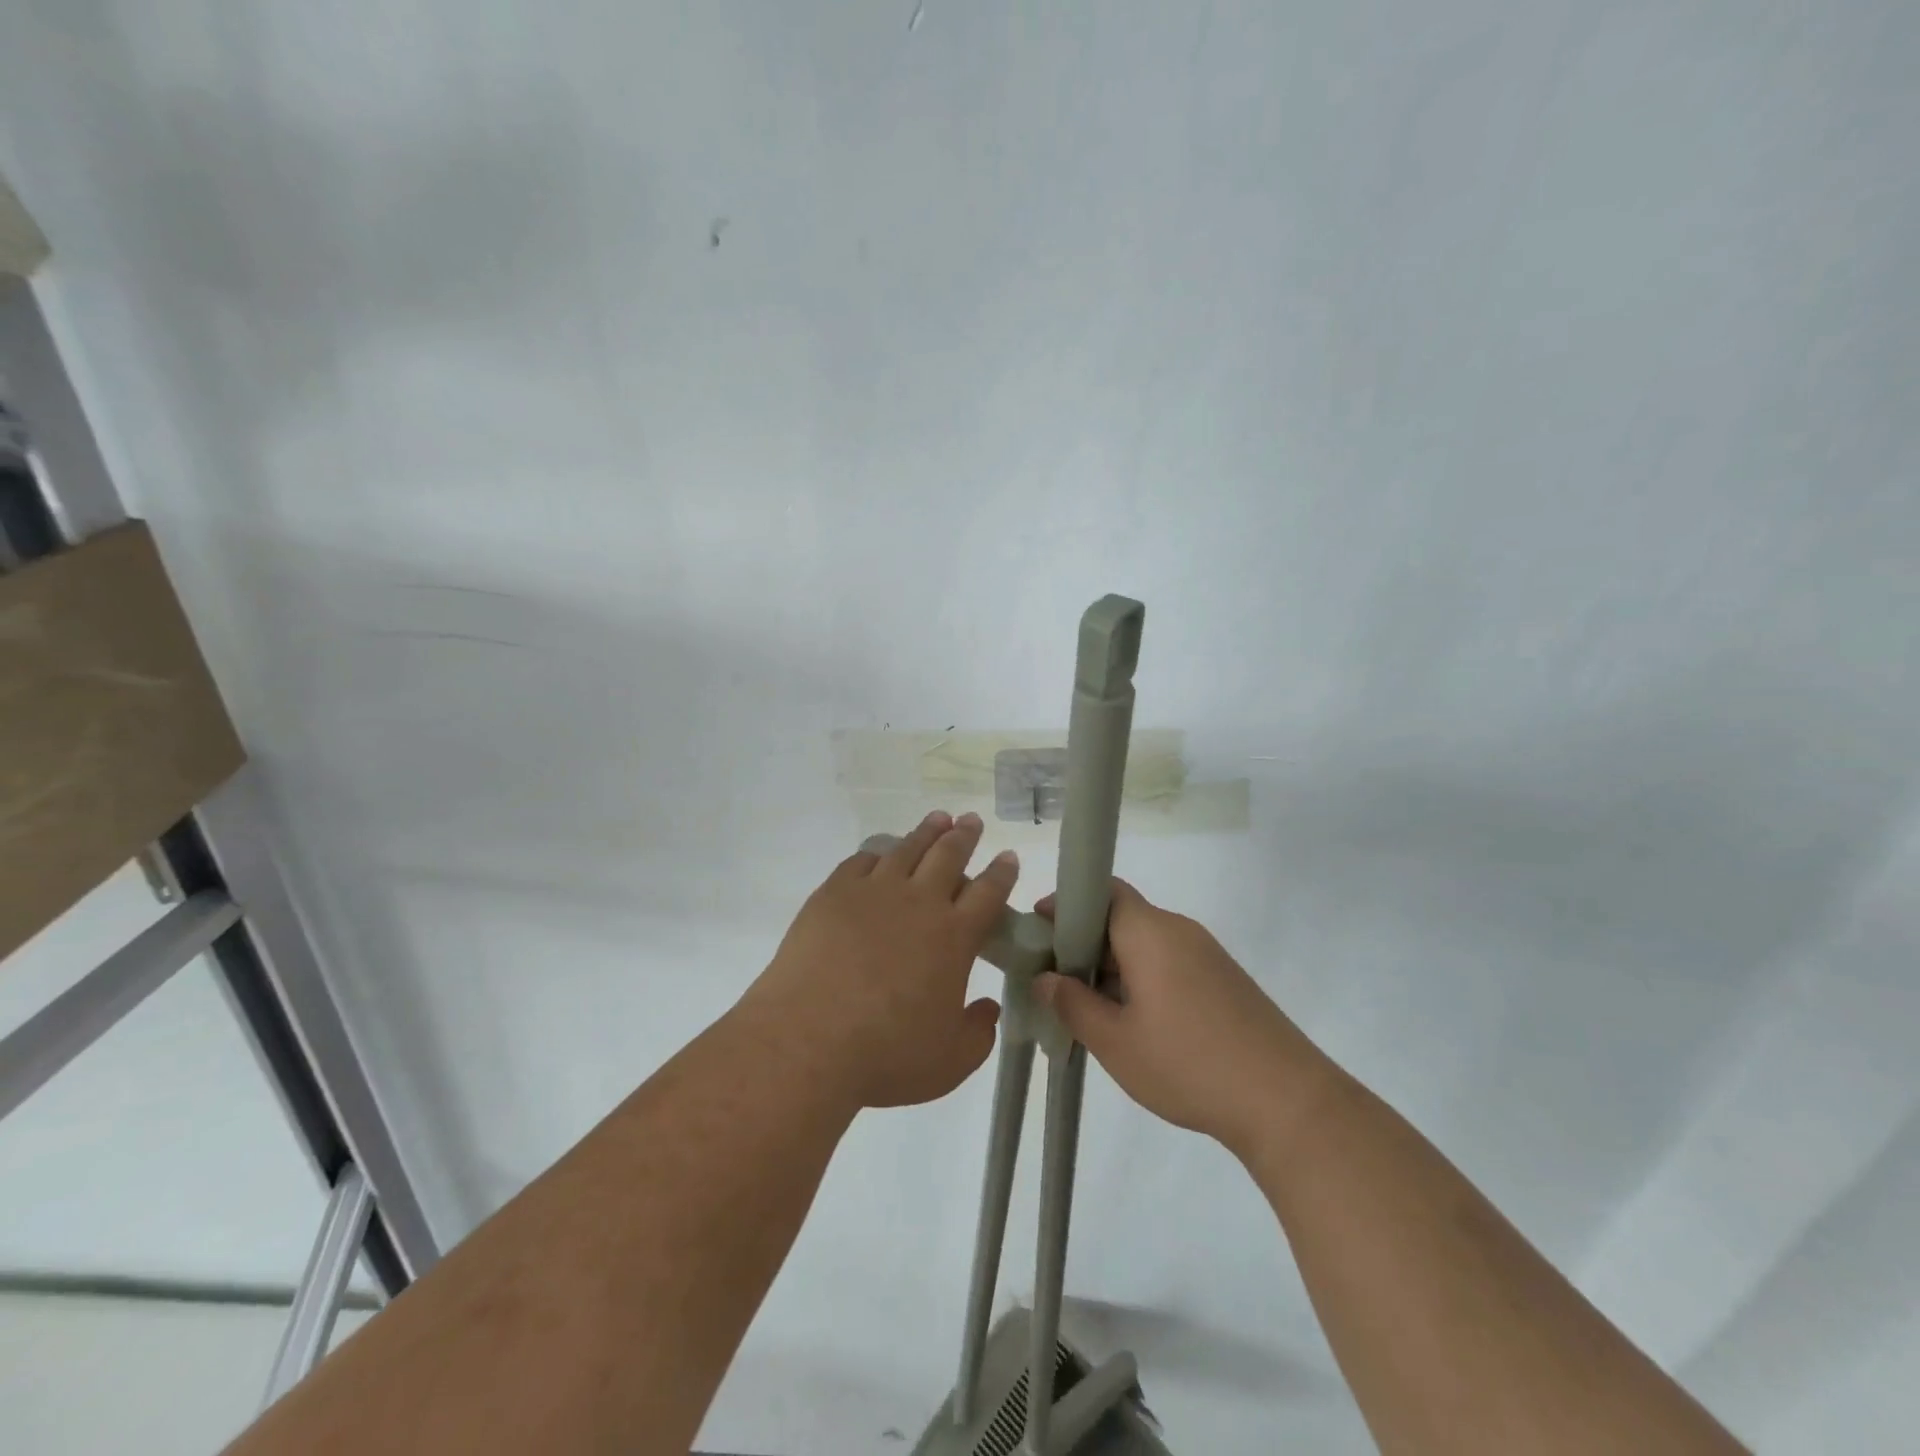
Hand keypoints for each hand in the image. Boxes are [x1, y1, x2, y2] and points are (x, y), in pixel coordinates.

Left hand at [745, 810, 1017, 1110]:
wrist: (808, 1039)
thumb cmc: (885, 1054)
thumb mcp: (950, 1061)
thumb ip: (979, 1033)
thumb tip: (990, 1008)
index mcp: (954, 937)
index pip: (988, 893)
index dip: (1002, 872)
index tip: (1008, 856)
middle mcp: (919, 903)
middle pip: (949, 856)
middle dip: (965, 836)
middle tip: (972, 820)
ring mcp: (874, 892)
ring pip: (907, 849)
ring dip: (926, 832)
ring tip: (938, 818)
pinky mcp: (834, 894)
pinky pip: (862, 861)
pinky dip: (877, 853)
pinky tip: (880, 853)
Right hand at [1033, 880, 1334, 1158]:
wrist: (1287, 1102)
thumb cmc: (1189, 1063)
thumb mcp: (1116, 1042)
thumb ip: (1073, 1005)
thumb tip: (1045, 978)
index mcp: (1150, 932)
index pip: (1102, 890)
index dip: (1067, 905)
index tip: (1039, 933)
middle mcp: (1179, 930)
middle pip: (1121, 916)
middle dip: (1083, 941)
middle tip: (1057, 980)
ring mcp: (1206, 954)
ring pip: (1145, 943)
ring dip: (1113, 964)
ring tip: (1090, 1008)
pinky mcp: (1224, 980)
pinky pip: (1169, 962)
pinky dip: (1141, 978)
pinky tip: (1135, 1022)